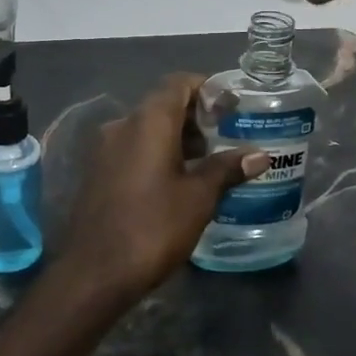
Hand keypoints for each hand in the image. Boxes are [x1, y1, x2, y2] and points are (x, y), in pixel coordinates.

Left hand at [59, 74, 267, 297]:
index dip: (207, 88)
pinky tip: (178, 179)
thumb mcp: (198, 197)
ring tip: (209, 159)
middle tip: (227, 133)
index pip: (178, 83)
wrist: (95, 271)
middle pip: (162, 104)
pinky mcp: (98, 172)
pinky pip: (133, 148)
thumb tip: (261, 155)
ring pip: (146, 128)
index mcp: (148, 121)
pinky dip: (157, 153)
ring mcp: (105, 149)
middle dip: (195, 115)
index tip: (232, 105)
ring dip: (177, 136)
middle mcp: (122, 125)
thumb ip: (227, 169)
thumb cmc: (153, 227)